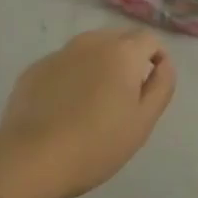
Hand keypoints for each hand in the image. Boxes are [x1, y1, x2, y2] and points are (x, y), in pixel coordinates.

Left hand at [0, 28, 175, 197]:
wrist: (33, 158)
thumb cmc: (98, 143)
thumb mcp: (143, 120)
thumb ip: (161, 85)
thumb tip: (164, 63)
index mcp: (122, 51)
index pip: (149, 39)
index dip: (155, 58)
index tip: (151, 86)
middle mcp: (92, 42)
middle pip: (118, 39)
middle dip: (127, 59)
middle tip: (123, 96)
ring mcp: (60, 53)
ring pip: (89, 49)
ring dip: (98, 65)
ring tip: (92, 102)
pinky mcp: (35, 68)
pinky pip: (63, 65)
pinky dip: (70, 77)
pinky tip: (63, 108)